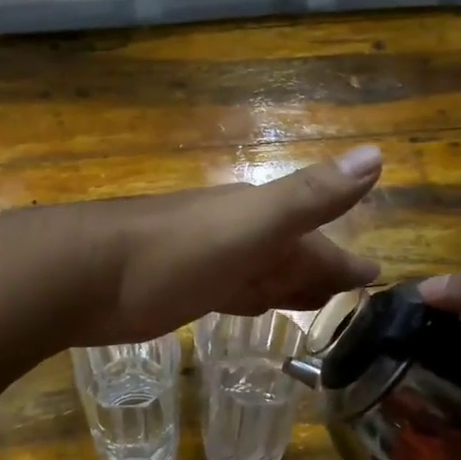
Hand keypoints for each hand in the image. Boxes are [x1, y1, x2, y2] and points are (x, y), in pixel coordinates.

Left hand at [72, 144, 383, 345]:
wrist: (83, 274)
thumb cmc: (172, 252)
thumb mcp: (249, 224)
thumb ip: (309, 197)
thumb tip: (377, 155)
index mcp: (258, 220)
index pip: (317, 241)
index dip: (346, 260)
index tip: (377, 277)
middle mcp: (236, 237)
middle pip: (291, 256)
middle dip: (322, 272)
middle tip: (354, 294)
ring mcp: (206, 263)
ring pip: (262, 273)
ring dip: (289, 285)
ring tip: (316, 303)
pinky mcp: (180, 290)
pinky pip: (231, 292)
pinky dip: (251, 298)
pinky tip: (252, 305)